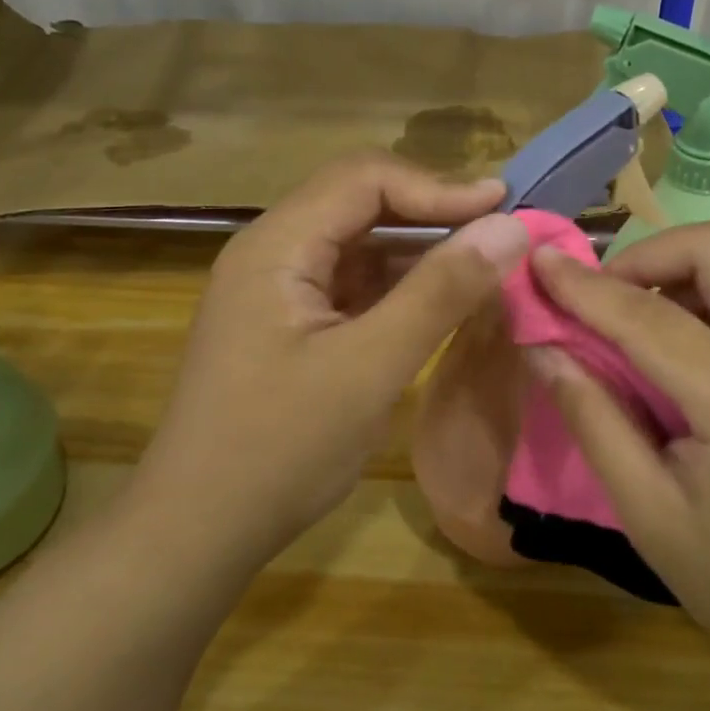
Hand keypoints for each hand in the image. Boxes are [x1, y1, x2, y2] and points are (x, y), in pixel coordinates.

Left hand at [135, 154, 529, 574]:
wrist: (199, 531)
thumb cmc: (279, 449)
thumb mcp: (370, 368)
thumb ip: (441, 293)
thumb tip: (510, 227)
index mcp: (276, 246)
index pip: (364, 179)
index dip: (438, 185)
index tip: (503, 207)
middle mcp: (273, 252)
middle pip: (361, 202)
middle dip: (433, 211)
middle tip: (500, 232)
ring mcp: (280, 289)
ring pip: (361, 243)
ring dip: (421, 248)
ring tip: (484, 263)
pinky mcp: (292, 323)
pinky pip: (355, 283)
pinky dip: (401, 285)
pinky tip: (441, 301)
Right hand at [524, 222, 709, 673]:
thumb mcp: (649, 515)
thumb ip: (594, 420)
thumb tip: (544, 348)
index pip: (654, 320)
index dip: (587, 288)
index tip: (540, 263)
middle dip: (645, 255)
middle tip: (598, 299)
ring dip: (673, 270)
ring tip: (626, 321)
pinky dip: (699, 294)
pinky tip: (670, 345)